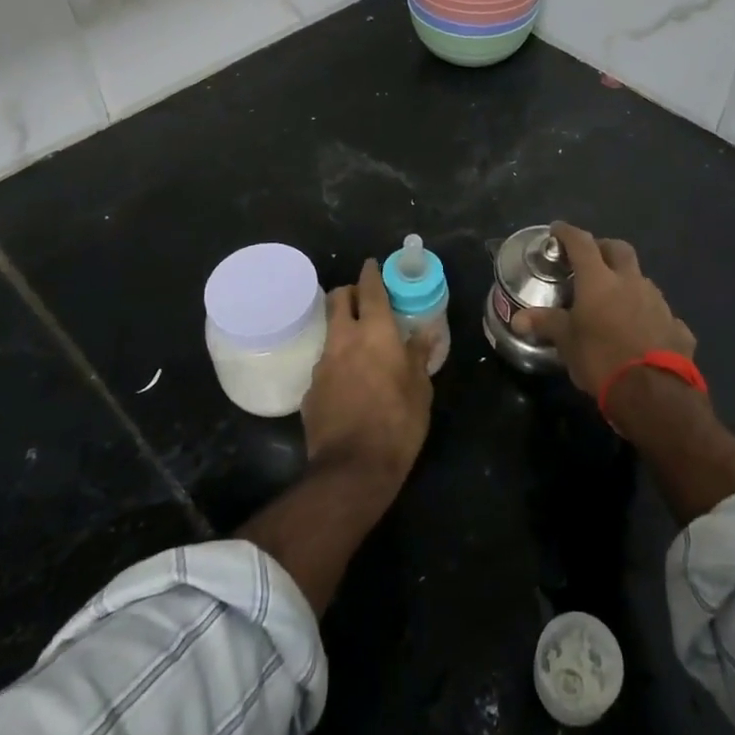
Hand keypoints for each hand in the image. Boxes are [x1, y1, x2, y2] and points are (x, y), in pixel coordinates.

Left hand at [302, 258, 433, 482]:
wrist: (352, 469)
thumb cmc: (398, 423)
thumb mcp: (421, 389)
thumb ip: (419, 355)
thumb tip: (425, 332)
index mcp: (375, 333)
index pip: (370, 289)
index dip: (371, 273)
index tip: (373, 264)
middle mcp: (344, 340)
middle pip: (338, 299)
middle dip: (349, 292)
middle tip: (363, 299)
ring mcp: (322, 364)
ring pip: (329, 331)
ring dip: (342, 329)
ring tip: (359, 345)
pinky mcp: (309, 391)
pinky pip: (324, 365)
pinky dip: (336, 364)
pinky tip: (348, 384)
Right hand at [511, 222, 696, 398]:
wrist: (654, 394)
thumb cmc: (601, 359)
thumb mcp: (567, 342)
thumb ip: (546, 324)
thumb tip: (518, 319)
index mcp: (600, 280)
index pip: (581, 243)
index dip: (567, 233)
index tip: (557, 230)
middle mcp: (631, 282)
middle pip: (619, 249)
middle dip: (603, 248)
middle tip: (590, 259)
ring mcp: (659, 303)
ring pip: (642, 280)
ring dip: (628, 283)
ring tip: (615, 300)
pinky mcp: (677, 326)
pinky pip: (661, 314)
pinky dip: (648, 316)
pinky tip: (642, 333)